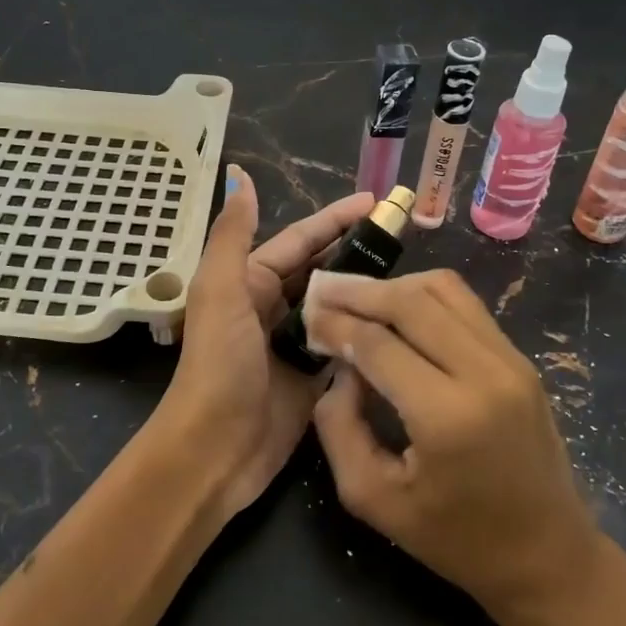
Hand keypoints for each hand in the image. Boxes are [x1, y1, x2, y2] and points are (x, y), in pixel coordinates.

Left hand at [152, 166, 374, 519]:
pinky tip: (398, 322)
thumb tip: (239, 175)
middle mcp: (273, 306)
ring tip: (410, 274)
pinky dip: (365, 332)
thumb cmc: (217, 365)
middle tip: (404, 235)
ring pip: (337, 305)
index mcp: (250, 281)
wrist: (214, 450)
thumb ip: (233, 234)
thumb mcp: (221, 292)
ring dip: (366, 289)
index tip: (375, 202)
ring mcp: (294, 343)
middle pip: (323, 269)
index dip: (336, 218)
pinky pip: (344, 344)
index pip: (301, 240)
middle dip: (357, 249)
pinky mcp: (312, 377)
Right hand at [307, 270, 602, 620]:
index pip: (378, 343)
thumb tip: (339, 368)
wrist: (549, 556)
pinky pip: (466, 305)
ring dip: (395, 287)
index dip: (336, 324)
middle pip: (411, 301)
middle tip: (325, 292)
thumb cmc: (456, 539)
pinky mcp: (521, 358)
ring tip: (360, 300)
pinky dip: (425, 297)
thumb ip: (339, 427)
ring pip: (443, 288)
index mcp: (447, 416)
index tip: (308, 317)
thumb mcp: (374, 499)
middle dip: (360, 292)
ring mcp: (510, 360)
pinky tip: (400, 312)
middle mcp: (484, 373)